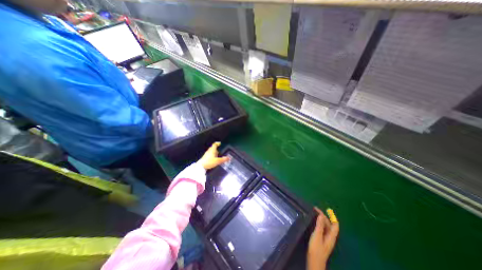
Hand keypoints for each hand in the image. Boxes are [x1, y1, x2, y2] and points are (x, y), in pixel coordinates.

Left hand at [199, 142, 230, 169]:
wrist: (201, 166)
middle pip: (213, 148)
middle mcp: (209, 151)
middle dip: (216, 148)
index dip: (217, 143)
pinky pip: (209, 155)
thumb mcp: (218, 161)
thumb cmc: (209, 162)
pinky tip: (214, 159)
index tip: (220, 143)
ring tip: (218, 155)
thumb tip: (229, 158)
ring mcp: (206, 154)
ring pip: (211, 151)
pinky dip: (212, 155)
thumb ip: (223, 159)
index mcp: (212, 150)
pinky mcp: (205, 158)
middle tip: (220, 149)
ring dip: (214, 152)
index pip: (214, 144)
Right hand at [307, 208, 340, 268]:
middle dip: (323, 216)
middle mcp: (330, 237)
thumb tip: (321, 215)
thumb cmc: (316, 249)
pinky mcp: (321, 240)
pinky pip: (321, 229)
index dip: (332, 217)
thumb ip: (320, 225)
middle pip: (329, 225)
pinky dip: (318, 224)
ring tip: (313, 213)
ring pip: (325, 227)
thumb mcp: (317, 235)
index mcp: (331, 236)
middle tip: (314, 209)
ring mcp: (325, 239)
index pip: (335, 225)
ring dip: (320, 220)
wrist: (314, 262)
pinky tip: (313, 222)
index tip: (327, 209)